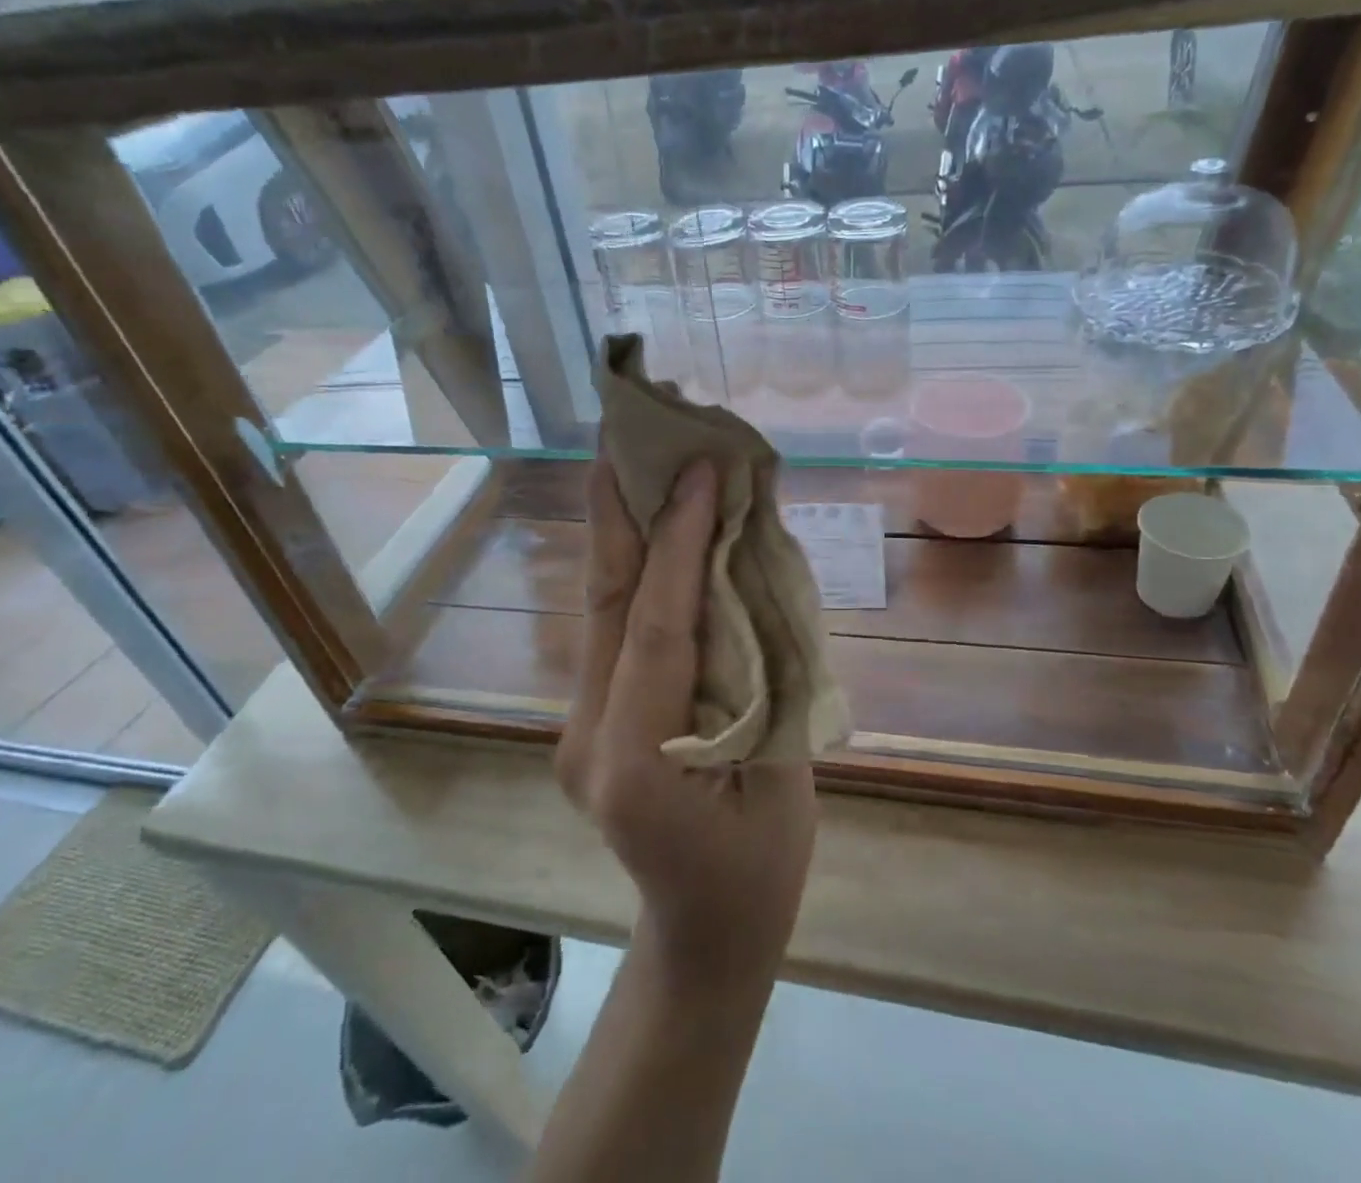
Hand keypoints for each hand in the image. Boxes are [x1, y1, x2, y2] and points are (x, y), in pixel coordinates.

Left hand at [556, 457, 816, 991]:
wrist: (704, 931)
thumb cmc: (758, 869)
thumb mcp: (783, 777)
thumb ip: (764, 673)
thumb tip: (753, 571)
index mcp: (636, 763)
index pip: (655, 626)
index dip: (678, 542)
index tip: (699, 468)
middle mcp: (586, 736)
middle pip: (605, 601)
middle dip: (617, 508)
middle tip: (624, 430)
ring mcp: (577, 724)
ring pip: (601, 606)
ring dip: (621, 528)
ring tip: (632, 456)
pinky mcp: (587, 715)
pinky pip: (614, 626)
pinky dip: (635, 567)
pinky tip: (650, 523)